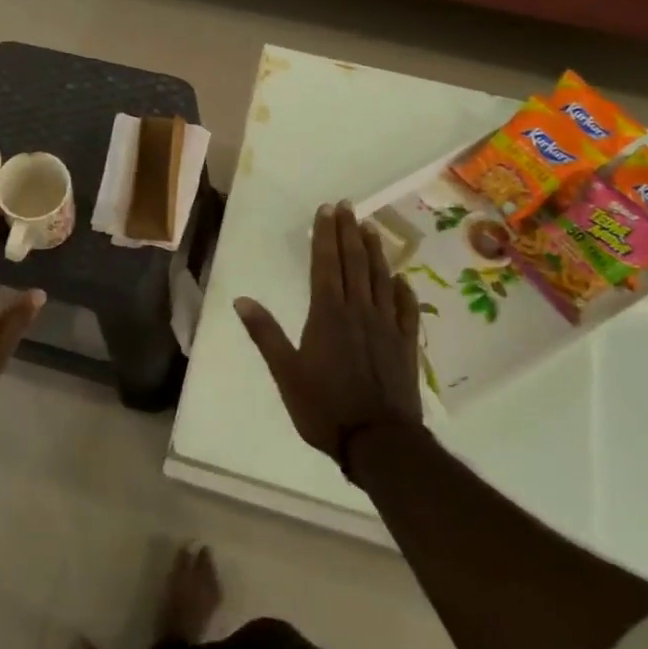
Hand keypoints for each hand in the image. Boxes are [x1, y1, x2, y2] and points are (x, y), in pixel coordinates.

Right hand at [235, 202, 421, 465]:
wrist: (378, 442)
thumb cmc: (324, 407)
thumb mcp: (285, 373)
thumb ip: (265, 334)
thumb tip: (241, 300)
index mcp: (327, 314)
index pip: (325, 264)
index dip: (325, 235)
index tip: (326, 210)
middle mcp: (358, 311)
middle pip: (354, 263)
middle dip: (349, 232)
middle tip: (348, 206)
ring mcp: (386, 326)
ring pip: (381, 279)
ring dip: (375, 251)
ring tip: (371, 228)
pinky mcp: (405, 345)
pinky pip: (406, 309)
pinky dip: (403, 289)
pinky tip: (401, 278)